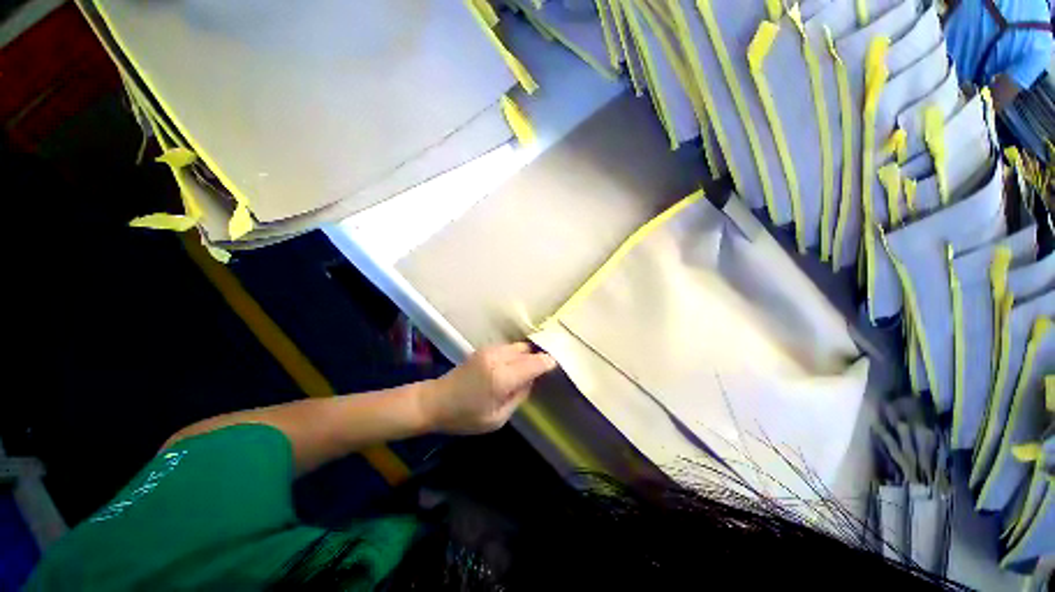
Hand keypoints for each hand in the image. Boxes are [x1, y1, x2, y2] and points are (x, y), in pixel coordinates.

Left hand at [421, 343, 557, 434]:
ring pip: (518, 346)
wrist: (435, 400)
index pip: (534, 364)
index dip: (547, 363)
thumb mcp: (497, 418)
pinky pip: (508, 347)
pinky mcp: (484, 348)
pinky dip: (516, 354)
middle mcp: (498, 358)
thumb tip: (531, 380)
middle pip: (527, 351)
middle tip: (543, 370)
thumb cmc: (465, 416)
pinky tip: (513, 365)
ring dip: (526, 355)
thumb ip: (519, 396)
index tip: (556, 364)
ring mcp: (490, 350)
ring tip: (529, 368)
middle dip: (537, 358)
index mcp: (502, 378)